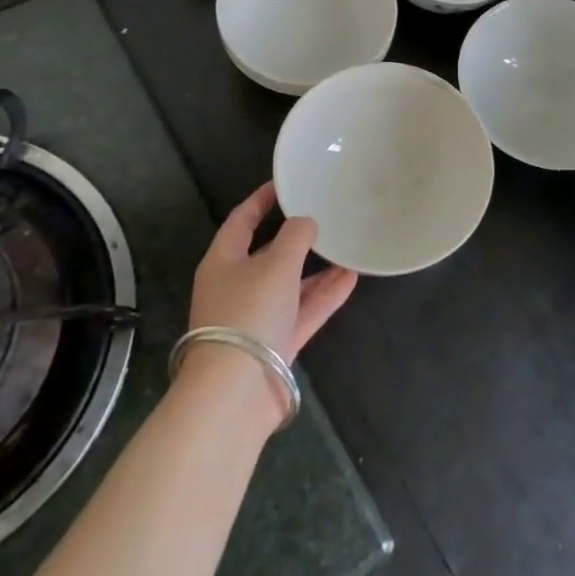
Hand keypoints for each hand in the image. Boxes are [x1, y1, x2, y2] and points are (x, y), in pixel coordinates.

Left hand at [187, 181, 357, 362]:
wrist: (236, 392)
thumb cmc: (249, 313)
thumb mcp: (276, 264)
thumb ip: (296, 236)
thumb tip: (306, 223)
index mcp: (223, 262)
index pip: (242, 220)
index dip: (262, 199)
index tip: (286, 183)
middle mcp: (237, 286)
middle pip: (268, 253)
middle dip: (296, 236)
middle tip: (324, 214)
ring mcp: (257, 317)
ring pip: (290, 284)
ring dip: (317, 267)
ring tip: (346, 245)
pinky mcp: (276, 343)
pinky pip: (303, 310)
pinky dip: (324, 295)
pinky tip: (351, 277)